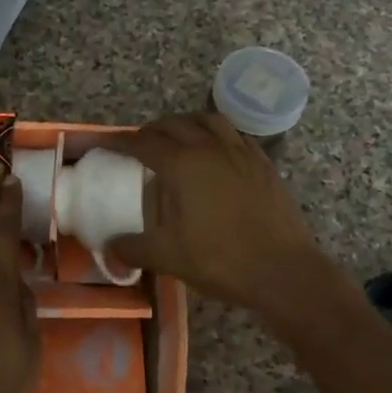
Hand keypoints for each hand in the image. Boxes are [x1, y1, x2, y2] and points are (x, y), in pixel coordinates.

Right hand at [103, 113, 391, 392]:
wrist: (283, 271)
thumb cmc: (221, 260)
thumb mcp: (168, 256)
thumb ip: (133, 248)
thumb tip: (108, 247)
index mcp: (183, 165)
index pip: (145, 143)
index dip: (122, 142)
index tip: (108, 146)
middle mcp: (211, 148)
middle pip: (176, 125)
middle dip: (153, 130)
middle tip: (139, 145)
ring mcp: (242, 153)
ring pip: (209, 121)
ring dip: (187, 124)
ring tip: (177, 138)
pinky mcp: (263, 164)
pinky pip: (236, 135)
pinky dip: (217, 134)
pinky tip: (217, 152)